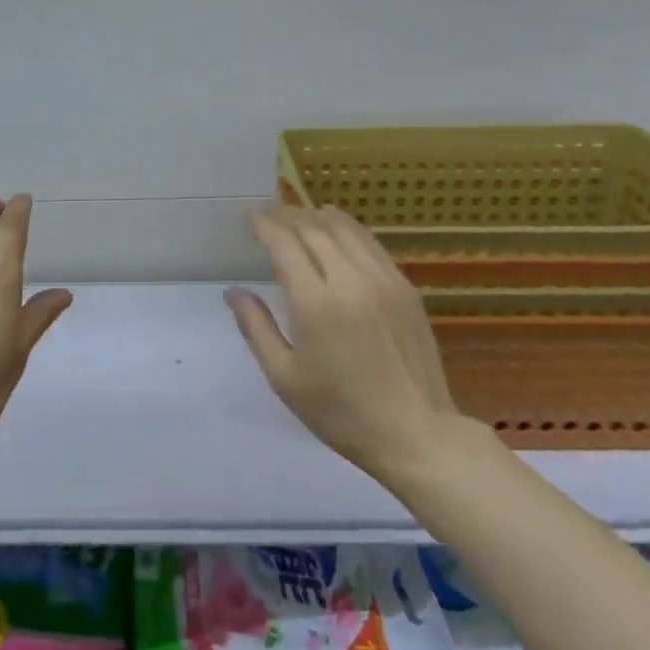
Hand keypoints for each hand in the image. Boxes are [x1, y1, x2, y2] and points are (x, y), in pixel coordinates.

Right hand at [227, 204, 469, 481]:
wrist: (416, 434)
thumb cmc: (341, 412)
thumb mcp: (284, 377)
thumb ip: (255, 328)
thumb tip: (233, 291)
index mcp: (317, 303)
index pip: (285, 243)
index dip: (264, 224)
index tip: (248, 216)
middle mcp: (351, 280)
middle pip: (314, 228)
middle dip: (286, 216)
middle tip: (267, 214)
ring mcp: (384, 280)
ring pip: (346, 229)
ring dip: (316, 216)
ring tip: (297, 216)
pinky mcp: (405, 288)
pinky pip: (371, 244)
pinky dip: (347, 228)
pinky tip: (336, 230)